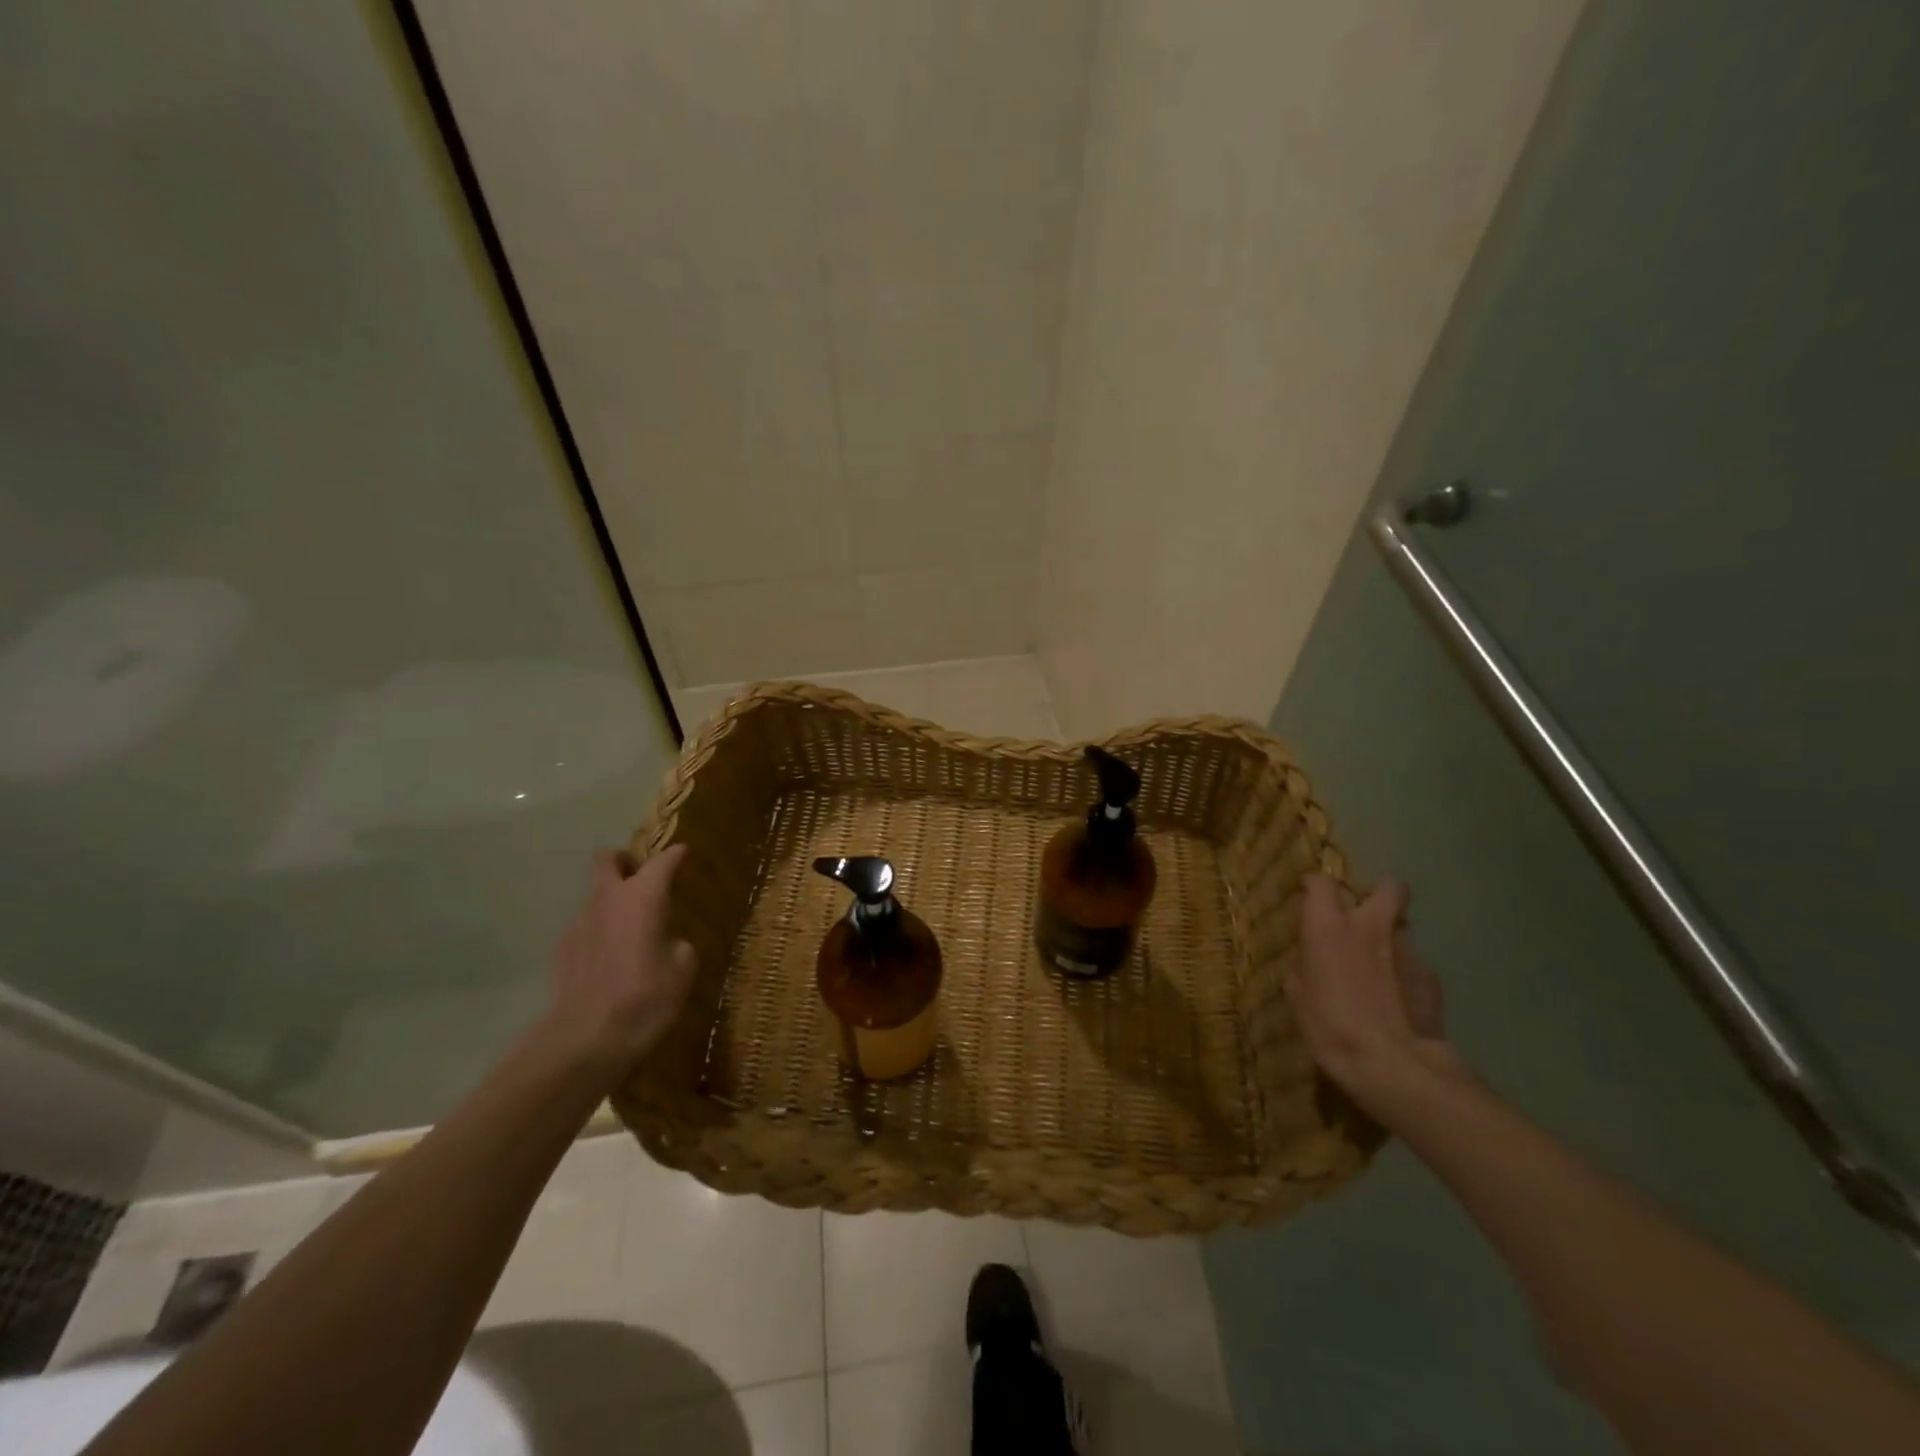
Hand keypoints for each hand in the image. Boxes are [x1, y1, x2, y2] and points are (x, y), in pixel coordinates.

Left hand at [538, 844, 698, 1090]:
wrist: (585, 1040)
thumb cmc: (645, 998)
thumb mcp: (683, 969)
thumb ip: (677, 942)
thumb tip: (668, 941)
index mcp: (642, 897)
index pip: (662, 860)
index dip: (676, 854)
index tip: (684, 854)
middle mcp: (607, 899)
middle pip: (608, 859)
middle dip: (625, 861)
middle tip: (643, 879)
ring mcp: (579, 922)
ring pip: (596, 894)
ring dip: (614, 901)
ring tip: (632, 930)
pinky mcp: (562, 948)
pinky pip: (587, 925)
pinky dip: (601, 931)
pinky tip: (612, 960)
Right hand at [1286, 873, 1458, 1116]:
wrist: (1393, 1065)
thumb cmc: (1331, 1027)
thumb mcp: (1298, 997)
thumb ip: (1306, 968)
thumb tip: (1311, 964)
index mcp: (1328, 925)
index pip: (1321, 881)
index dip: (1314, 885)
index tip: (1309, 896)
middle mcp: (1370, 926)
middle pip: (1388, 887)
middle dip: (1379, 893)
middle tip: (1365, 914)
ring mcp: (1408, 950)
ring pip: (1402, 928)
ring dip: (1390, 939)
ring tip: (1380, 969)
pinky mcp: (1433, 978)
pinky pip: (1415, 966)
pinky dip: (1406, 976)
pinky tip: (1399, 1003)